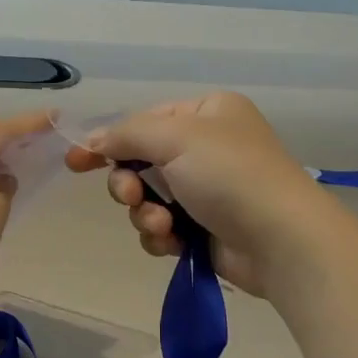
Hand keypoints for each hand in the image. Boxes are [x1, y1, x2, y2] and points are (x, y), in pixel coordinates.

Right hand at [65, 92, 341, 295]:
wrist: (281, 240)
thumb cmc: (230, 175)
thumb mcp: (176, 138)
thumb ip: (126, 135)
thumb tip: (90, 140)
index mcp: (206, 114)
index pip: (144, 122)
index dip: (109, 142)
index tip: (75, 162)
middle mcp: (207, 148)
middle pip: (141, 163)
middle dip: (130, 185)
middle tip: (133, 197)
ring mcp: (207, 190)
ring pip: (148, 199)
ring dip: (146, 214)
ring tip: (164, 226)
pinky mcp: (206, 228)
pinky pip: (164, 228)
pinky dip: (162, 236)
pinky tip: (174, 243)